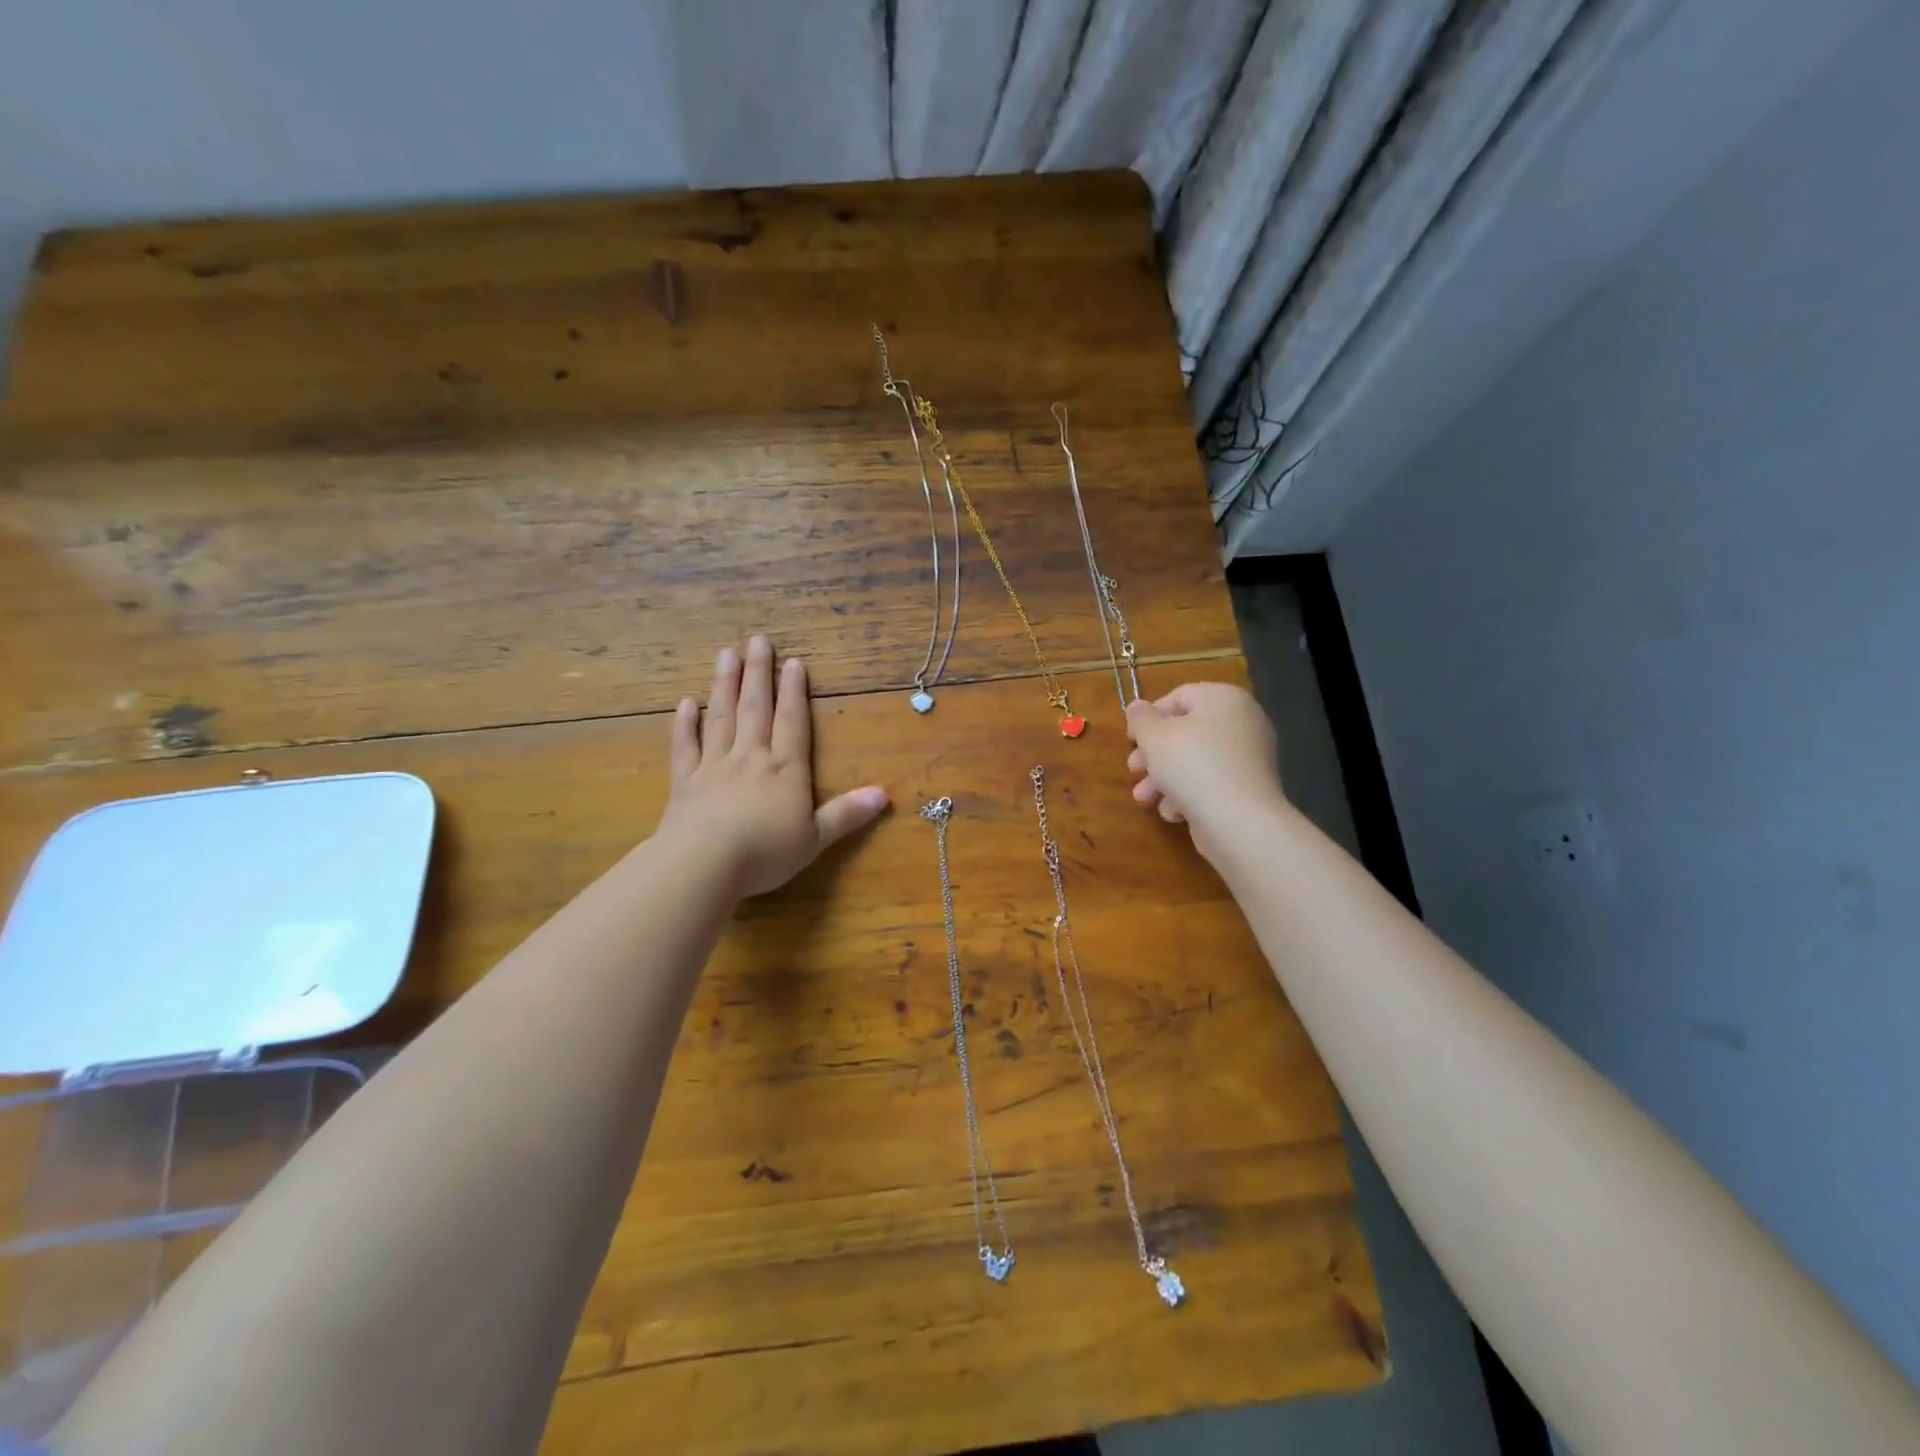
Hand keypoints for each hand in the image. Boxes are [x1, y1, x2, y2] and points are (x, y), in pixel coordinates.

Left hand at [658, 636, 888, 898]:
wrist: (705, 863)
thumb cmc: (766, 852)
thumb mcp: (815, 838)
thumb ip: (847, 814)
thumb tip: (884, 795)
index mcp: (785, 769)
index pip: (792, 722)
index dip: (794, 691)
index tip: (793, 662)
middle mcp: (751, 758)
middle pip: (755, 708)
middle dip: (758, 673)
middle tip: (757, 640)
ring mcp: (714, 766)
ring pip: (721, 717)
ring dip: (724, 685)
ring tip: (726, 654)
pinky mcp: (684, 782)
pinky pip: (685, 747)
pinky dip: (684, 724)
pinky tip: (685, 703)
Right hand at [1125, 683, 1285, 858]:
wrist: (1239, 821)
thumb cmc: (1192, 766)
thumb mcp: (1154, 737)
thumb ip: (1141, 718)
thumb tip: (1137, 707)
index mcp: (1224, 699)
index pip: (1179, 697)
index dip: (1149, 717)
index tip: (1130, 739)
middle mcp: (1242, 722)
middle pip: (1185, 732)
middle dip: (1153, 754)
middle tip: (1133, 770)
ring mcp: (1248, 757)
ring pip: (1194, 761)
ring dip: (1163, 779)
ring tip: (1144, 798)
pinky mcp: (1248, 788)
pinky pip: (1211, 782)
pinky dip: (1189, 794)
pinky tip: (1174, 812)